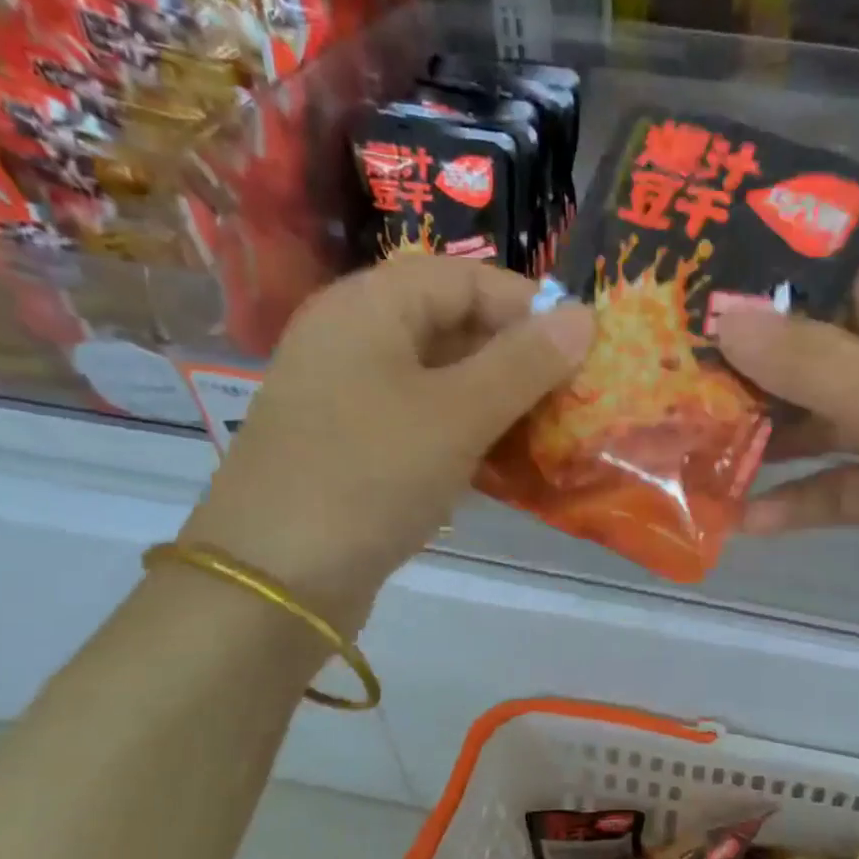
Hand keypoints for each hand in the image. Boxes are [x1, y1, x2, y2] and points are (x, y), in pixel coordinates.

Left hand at [179, 256, 593, 629]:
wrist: (274, 580)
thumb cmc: (370, 476)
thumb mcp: (458, 414)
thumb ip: (524, 363)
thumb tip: (584, 316)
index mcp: (369, 307)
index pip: (464, 279)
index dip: (527, 306)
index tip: (582, 349)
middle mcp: (352, 340)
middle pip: (451, 327)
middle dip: (516, 359)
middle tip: (570, 397)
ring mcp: (347, 397)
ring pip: (439, 381)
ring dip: (496, 402)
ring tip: (547, 433)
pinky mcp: (351, 448)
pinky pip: (421, 423)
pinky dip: (465, 436)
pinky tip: (501, 467)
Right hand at [713, 255, 858, 660]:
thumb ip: (807, 359)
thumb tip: (723, 316)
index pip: (855, 285)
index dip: (784, 304)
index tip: (709, 327)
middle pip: (837, 356)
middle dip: (767, 382)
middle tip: (691, 394)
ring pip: (835, 424)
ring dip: (777, 444)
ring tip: (705, 455)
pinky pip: (847, 483)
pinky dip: (804, 498)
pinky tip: (749, 519)